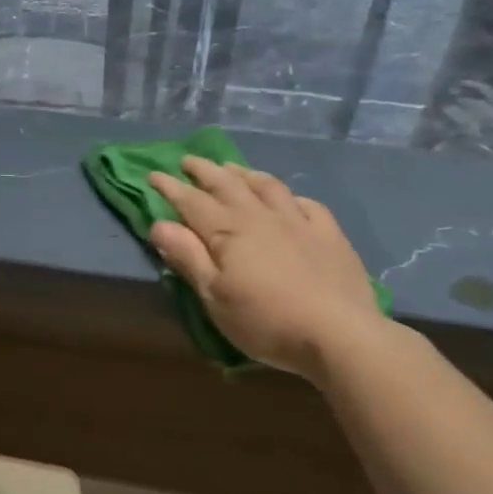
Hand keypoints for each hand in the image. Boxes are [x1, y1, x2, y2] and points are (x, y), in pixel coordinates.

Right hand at [149, 158, 388, 382]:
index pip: (191, 201)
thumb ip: (187, 257)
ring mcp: (297, 221)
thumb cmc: (265, 319)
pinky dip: (290, 196)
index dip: (170, 187)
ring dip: (244, 174)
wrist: (339, 333)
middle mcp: (259, 216)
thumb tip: (159, 224)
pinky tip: (288, 199)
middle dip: (204, 171)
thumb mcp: (214, 296)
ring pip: (266, 186)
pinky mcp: (329, 234)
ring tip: (231, 168)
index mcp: (227, 231)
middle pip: (226, 184)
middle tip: (188, 160)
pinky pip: (307, 204)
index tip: (153, 174)